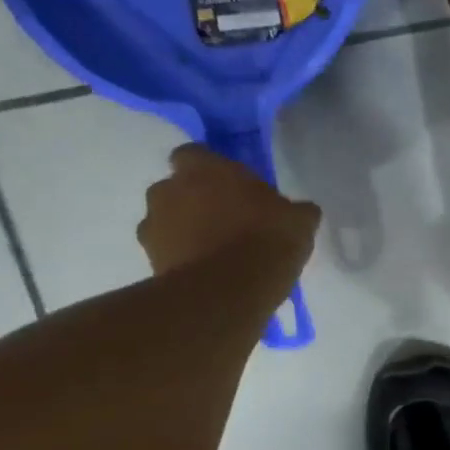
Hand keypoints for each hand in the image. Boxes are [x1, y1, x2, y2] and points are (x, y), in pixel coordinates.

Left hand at [137, 144, 320, 285]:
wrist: (227, 294)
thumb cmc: (265, 241)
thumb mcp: (299, 221)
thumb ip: (293, 209)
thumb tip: (299, 210)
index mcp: (203, 168)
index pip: (195, 154)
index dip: (211, 169)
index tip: (233, 186)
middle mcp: (168, 190)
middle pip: (177, 188)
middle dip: (196, 200)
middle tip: (228, 219)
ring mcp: (152, 227)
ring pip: (167, 221)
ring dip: (185, 230)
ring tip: (217, 252)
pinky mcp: (149, 262)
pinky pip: (168, 253)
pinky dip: (183, 259)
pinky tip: (210, 274)